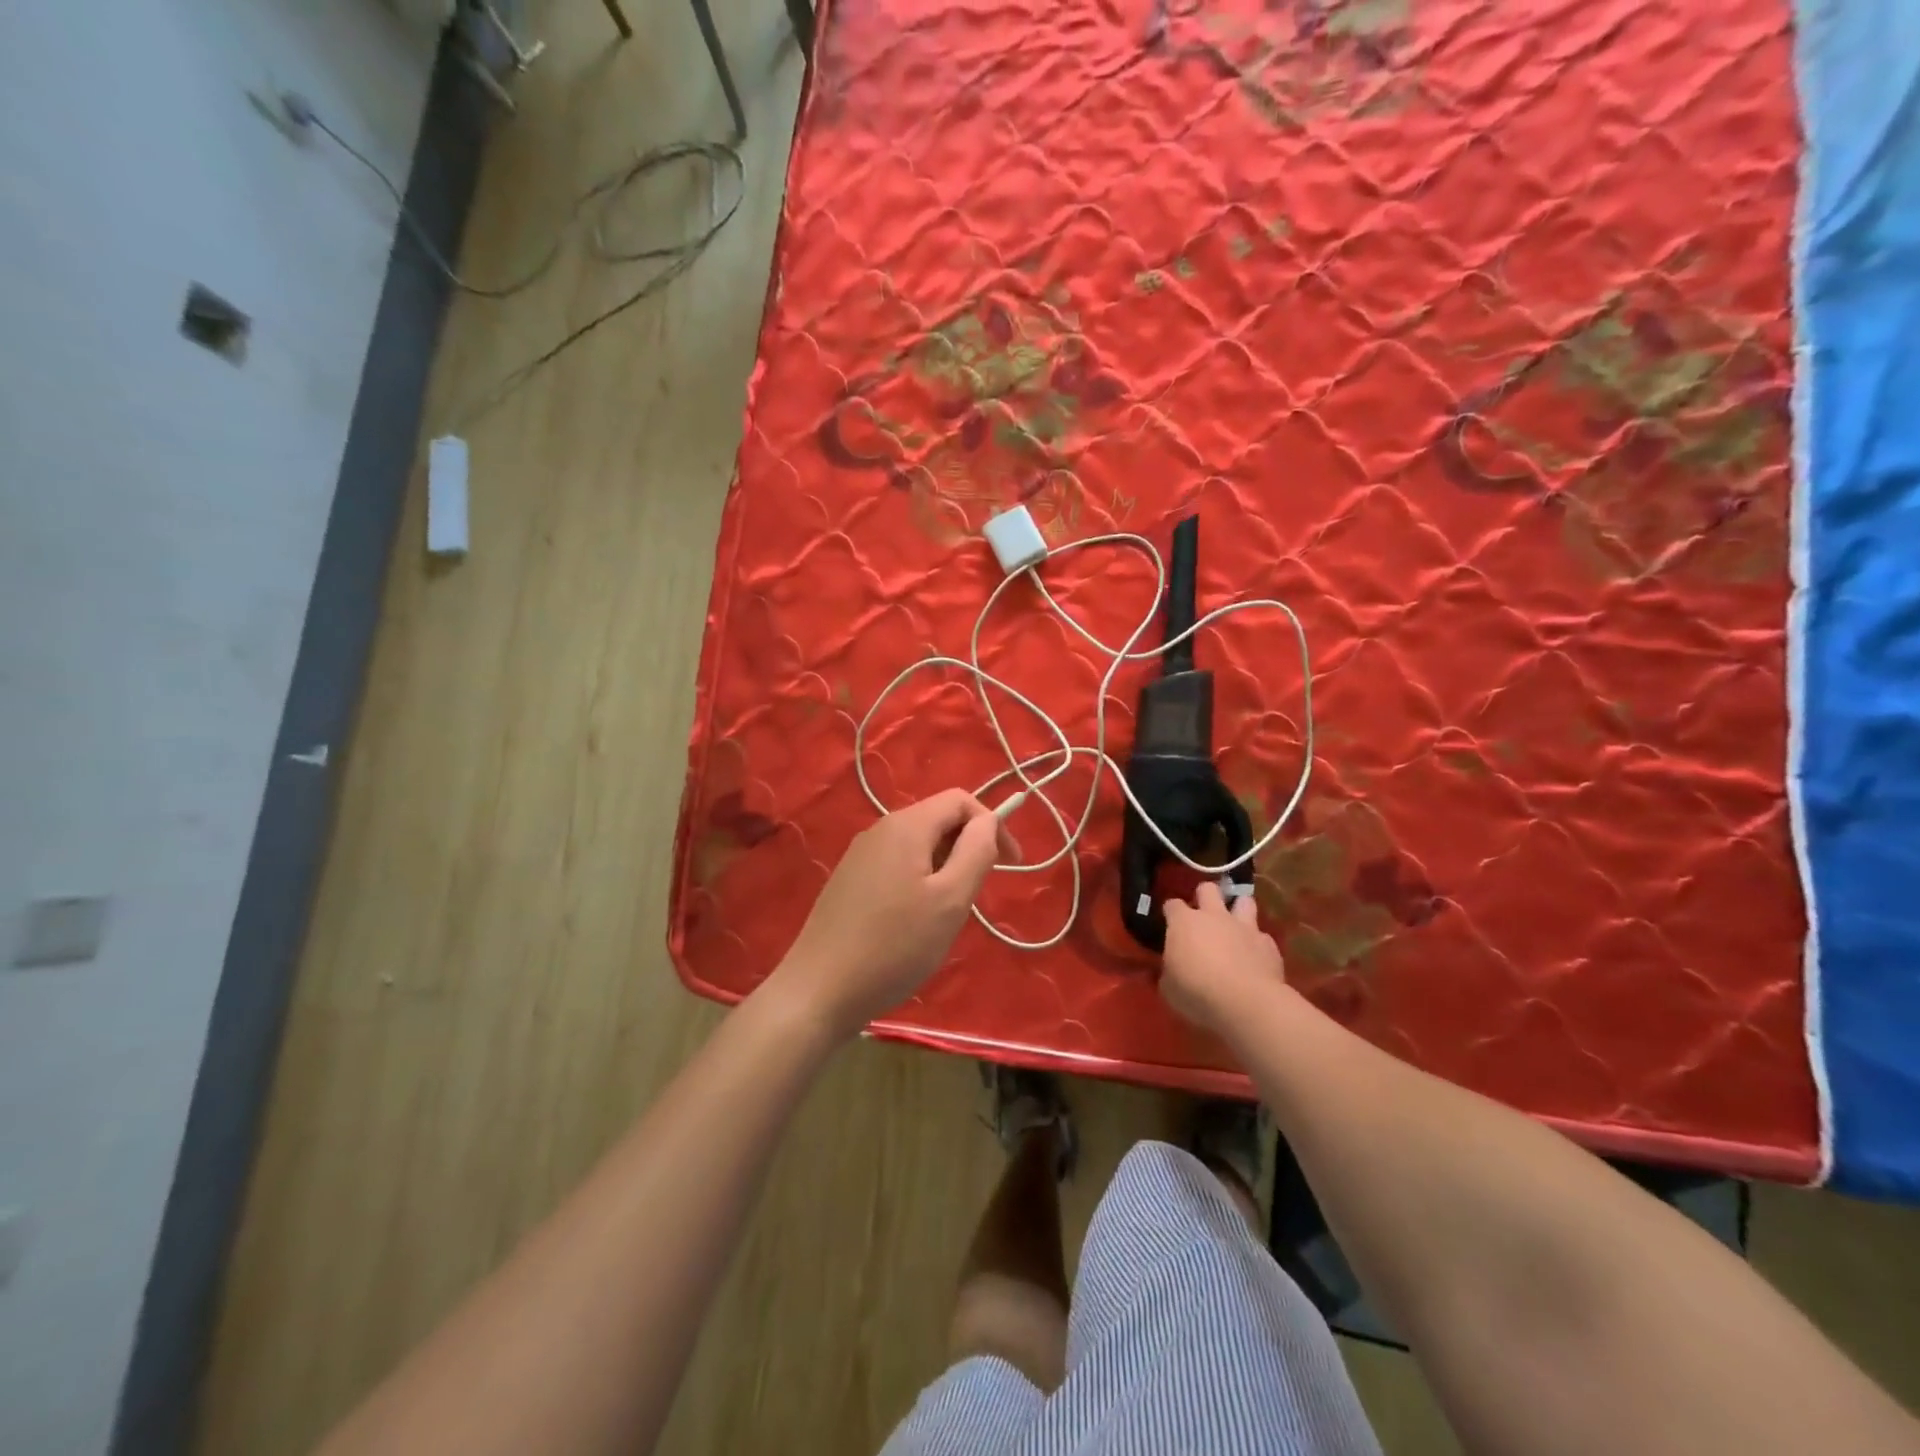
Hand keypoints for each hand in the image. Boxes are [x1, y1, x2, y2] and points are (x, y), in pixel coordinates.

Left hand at [772, 790, 1006, 1037]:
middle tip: (978, 895)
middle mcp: (880, 829)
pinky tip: (915, 922)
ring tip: (948, 914)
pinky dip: (920, 881)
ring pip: (918, 845)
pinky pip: (897, 865)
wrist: (818, 990)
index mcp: (906, 825)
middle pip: (938, 820)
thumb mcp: (950, 900)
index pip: (961, 800)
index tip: (1011, 866)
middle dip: (968, 848)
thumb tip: (988, 822)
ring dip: (945, 868)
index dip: (993, 825)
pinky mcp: (849, 880)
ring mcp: (860, 855)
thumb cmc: (894, 946)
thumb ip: (976, 852)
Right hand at [1160, 881, 1288, 1029]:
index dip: (1171, 913)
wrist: (1246, 1003)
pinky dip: (1257, 944)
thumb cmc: (1197, 992)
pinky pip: (1262, 937)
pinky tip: (1255, 958)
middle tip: (1203, 915)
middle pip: (1208, 889)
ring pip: (1244, 901)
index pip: (1172, 905)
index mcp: (1184, 922)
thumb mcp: (1169, 987)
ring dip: (1238, 910)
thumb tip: (1170, 971)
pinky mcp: (1269, 945)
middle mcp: (1214, 916)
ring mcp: (1244, 927)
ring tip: (1234, 926)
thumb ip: (1169, 971)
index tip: (1170, 924)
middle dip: (1204, 896)